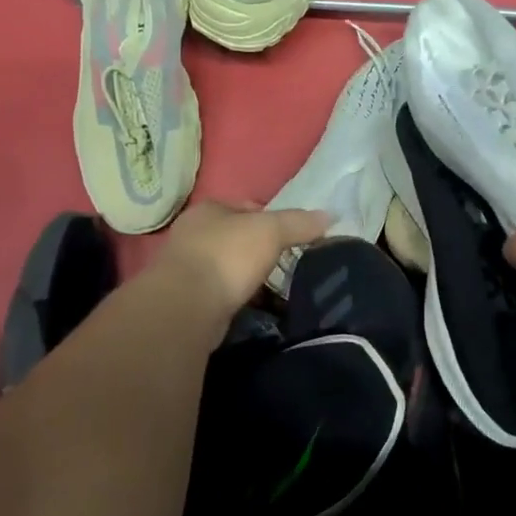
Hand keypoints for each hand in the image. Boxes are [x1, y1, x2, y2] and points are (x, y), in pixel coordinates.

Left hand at [152, 201, 330, 330]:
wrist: (185, 307)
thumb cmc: (227, 256)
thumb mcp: (271, 231)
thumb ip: (300, 223)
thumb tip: (330, 215)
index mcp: (208, 210)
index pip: (246, 207)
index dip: (272, 218)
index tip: (294, 236)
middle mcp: (192, 234)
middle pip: (236, 238)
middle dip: (259, 250)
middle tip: (287, 264)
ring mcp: (185, 269)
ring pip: (227, 267)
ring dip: (247, 277)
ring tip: (275, 289)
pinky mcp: (186, 300)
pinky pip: (220, 294)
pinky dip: (237, 299)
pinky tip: (255, 308)